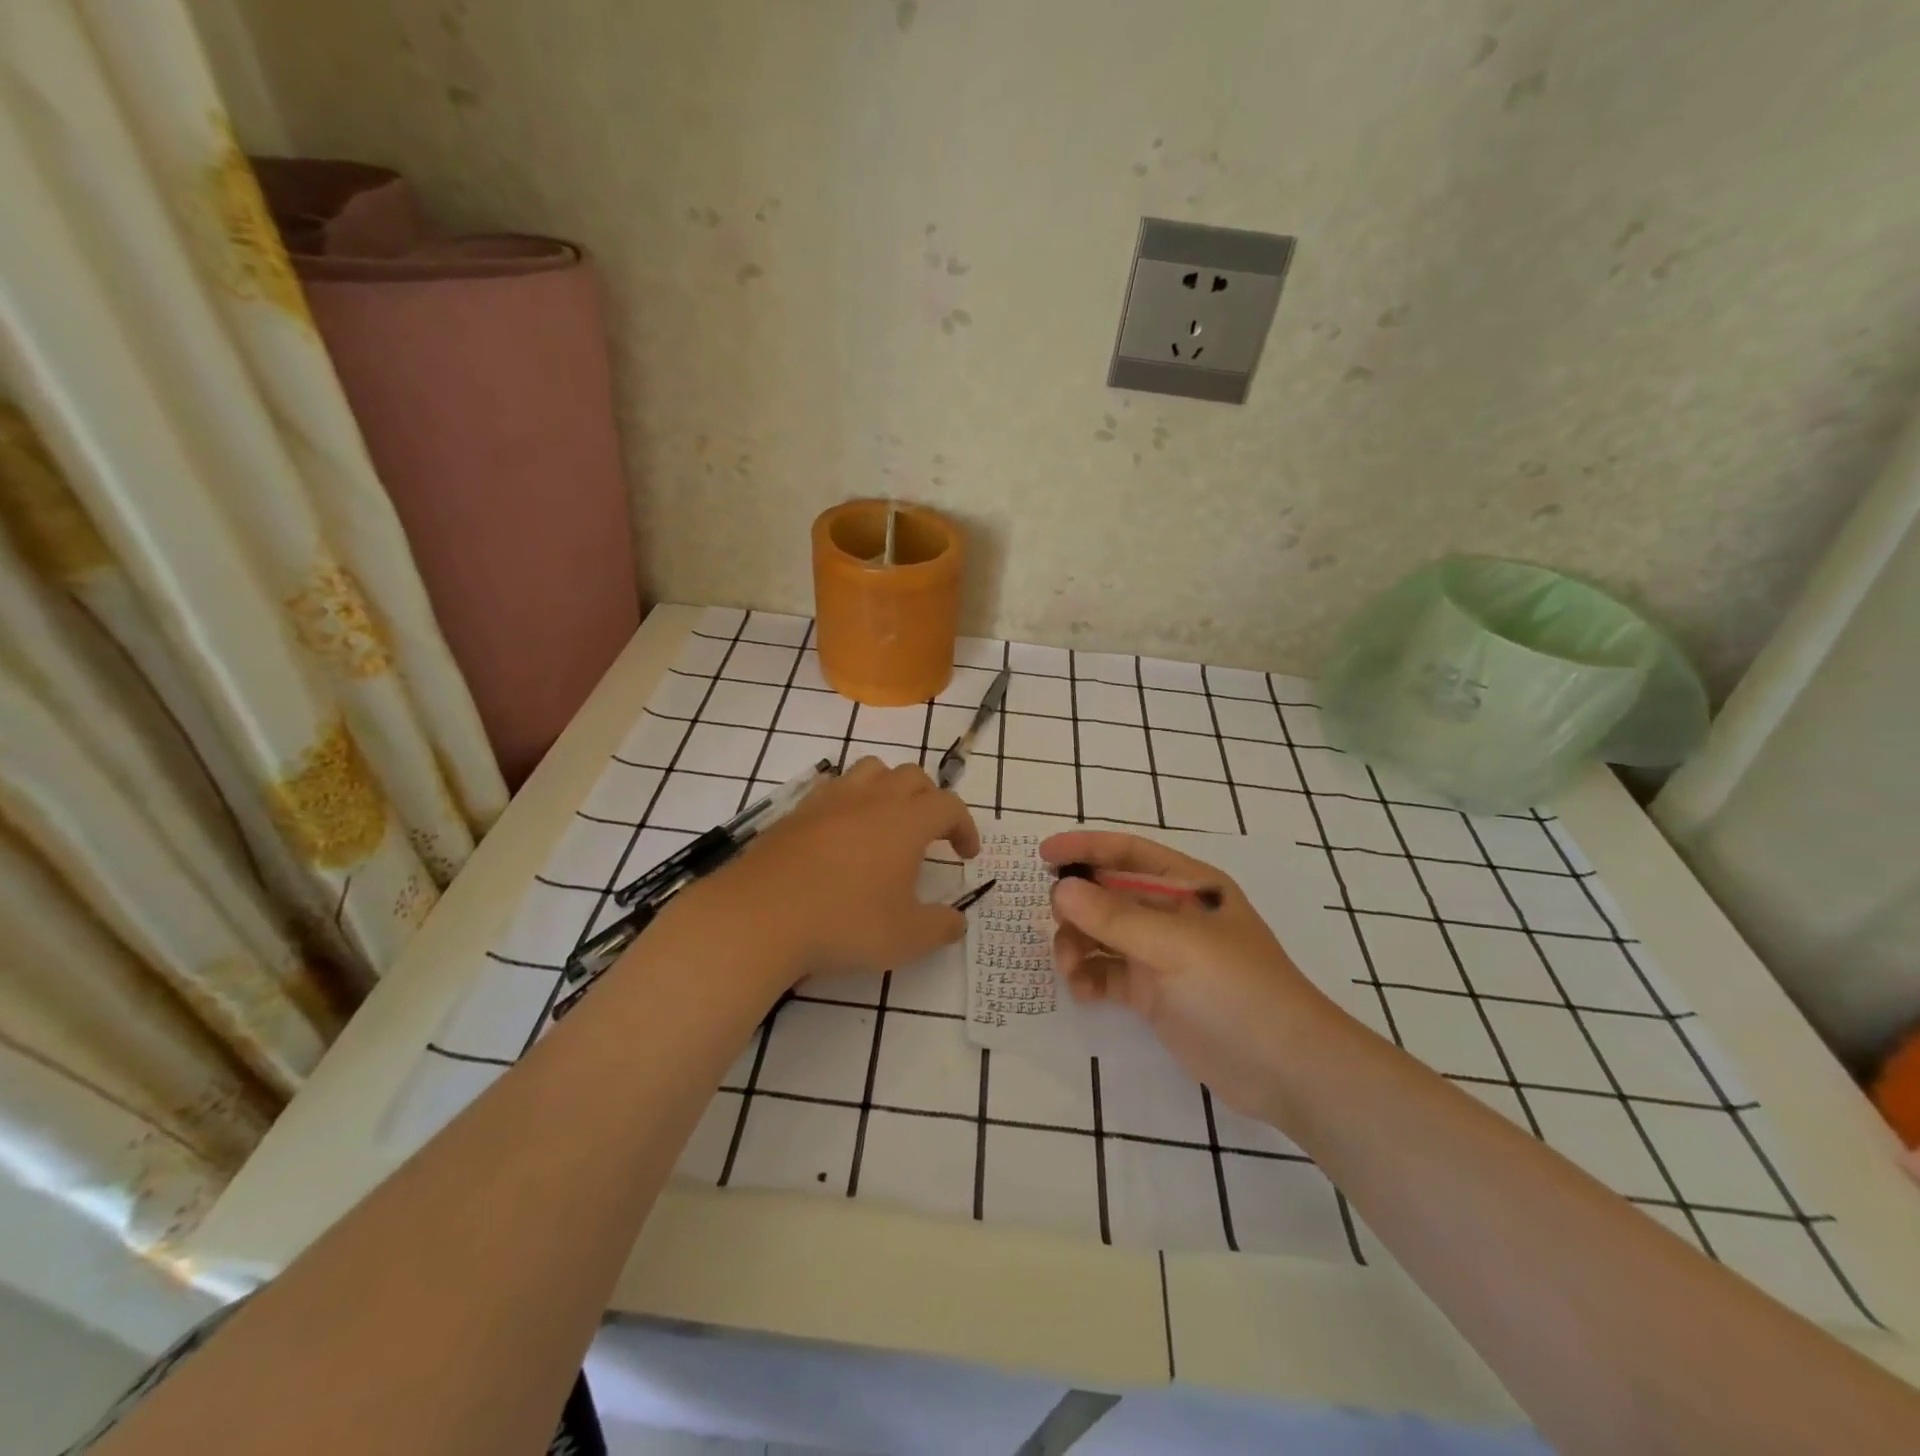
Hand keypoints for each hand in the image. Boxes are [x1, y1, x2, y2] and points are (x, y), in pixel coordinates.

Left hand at [694, 758, 979, 983]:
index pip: (949, 806)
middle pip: (913, 776)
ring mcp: (831, 799)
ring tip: (887, 821)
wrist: (761, 916)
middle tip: (930, 834)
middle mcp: (872, 798)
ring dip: (889, 788)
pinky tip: (842, 832)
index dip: (964, 826)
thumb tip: (957, 921)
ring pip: (871, 770)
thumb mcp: (905, 938)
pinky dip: (850, 800)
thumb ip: (940, 927)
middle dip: (930, 800)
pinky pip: (833, 787)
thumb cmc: (844, 923)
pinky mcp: (797, 810)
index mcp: (906, 821)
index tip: (966, 855)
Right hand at [1042, 830, 1345, 1120]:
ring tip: (1069, 967)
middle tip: (1054, 922)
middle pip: (1109, 894)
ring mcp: (1162, 956)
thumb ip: (1113, 917)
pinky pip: (1108, 973)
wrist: (1288, 1072)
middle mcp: (1171, 915)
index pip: (1128, 854)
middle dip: (1077, 903)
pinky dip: (1089, 977)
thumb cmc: (1237, 991)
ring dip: (1078, 943)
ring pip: (1102, 935)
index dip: (1086, 848)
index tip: (1043, 854)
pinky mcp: (1154, 994)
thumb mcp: (1175, 946)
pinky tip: (1082, 992)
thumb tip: (1059, 888)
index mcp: (1188, 886)